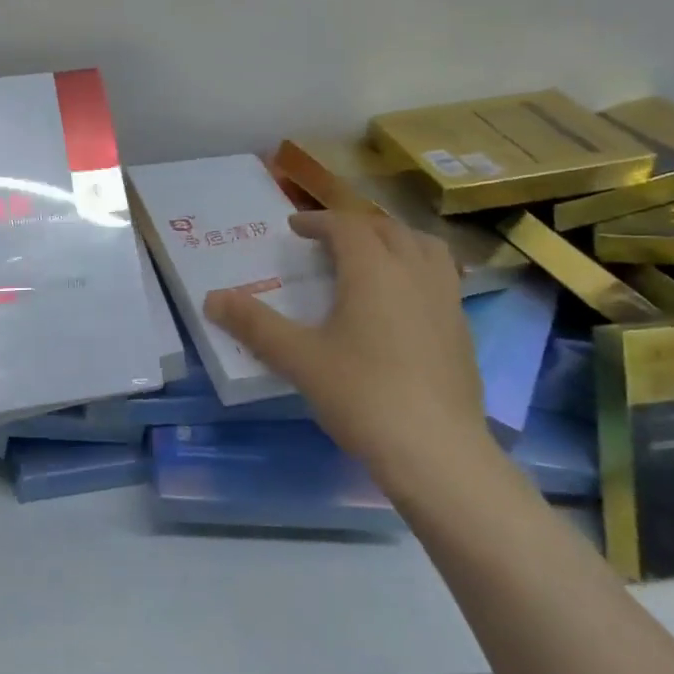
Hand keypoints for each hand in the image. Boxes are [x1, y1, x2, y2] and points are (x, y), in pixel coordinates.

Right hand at [203, 211, 494, 495]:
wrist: (437, 452)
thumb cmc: (362, 395)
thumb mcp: (299, 359)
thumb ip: (254, 325)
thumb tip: (211, 299)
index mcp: (374, 270)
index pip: (346, 226)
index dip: (318, 221)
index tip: (294, 228)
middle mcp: (414, 273)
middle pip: (388, 229)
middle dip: (355, 227)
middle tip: (327, 241)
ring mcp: (446, 301)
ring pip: (425, 248)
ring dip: (395, 240)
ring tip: (372, 258)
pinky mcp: (462, 330)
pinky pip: (441, 278)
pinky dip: (417, 270)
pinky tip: (402, 302)